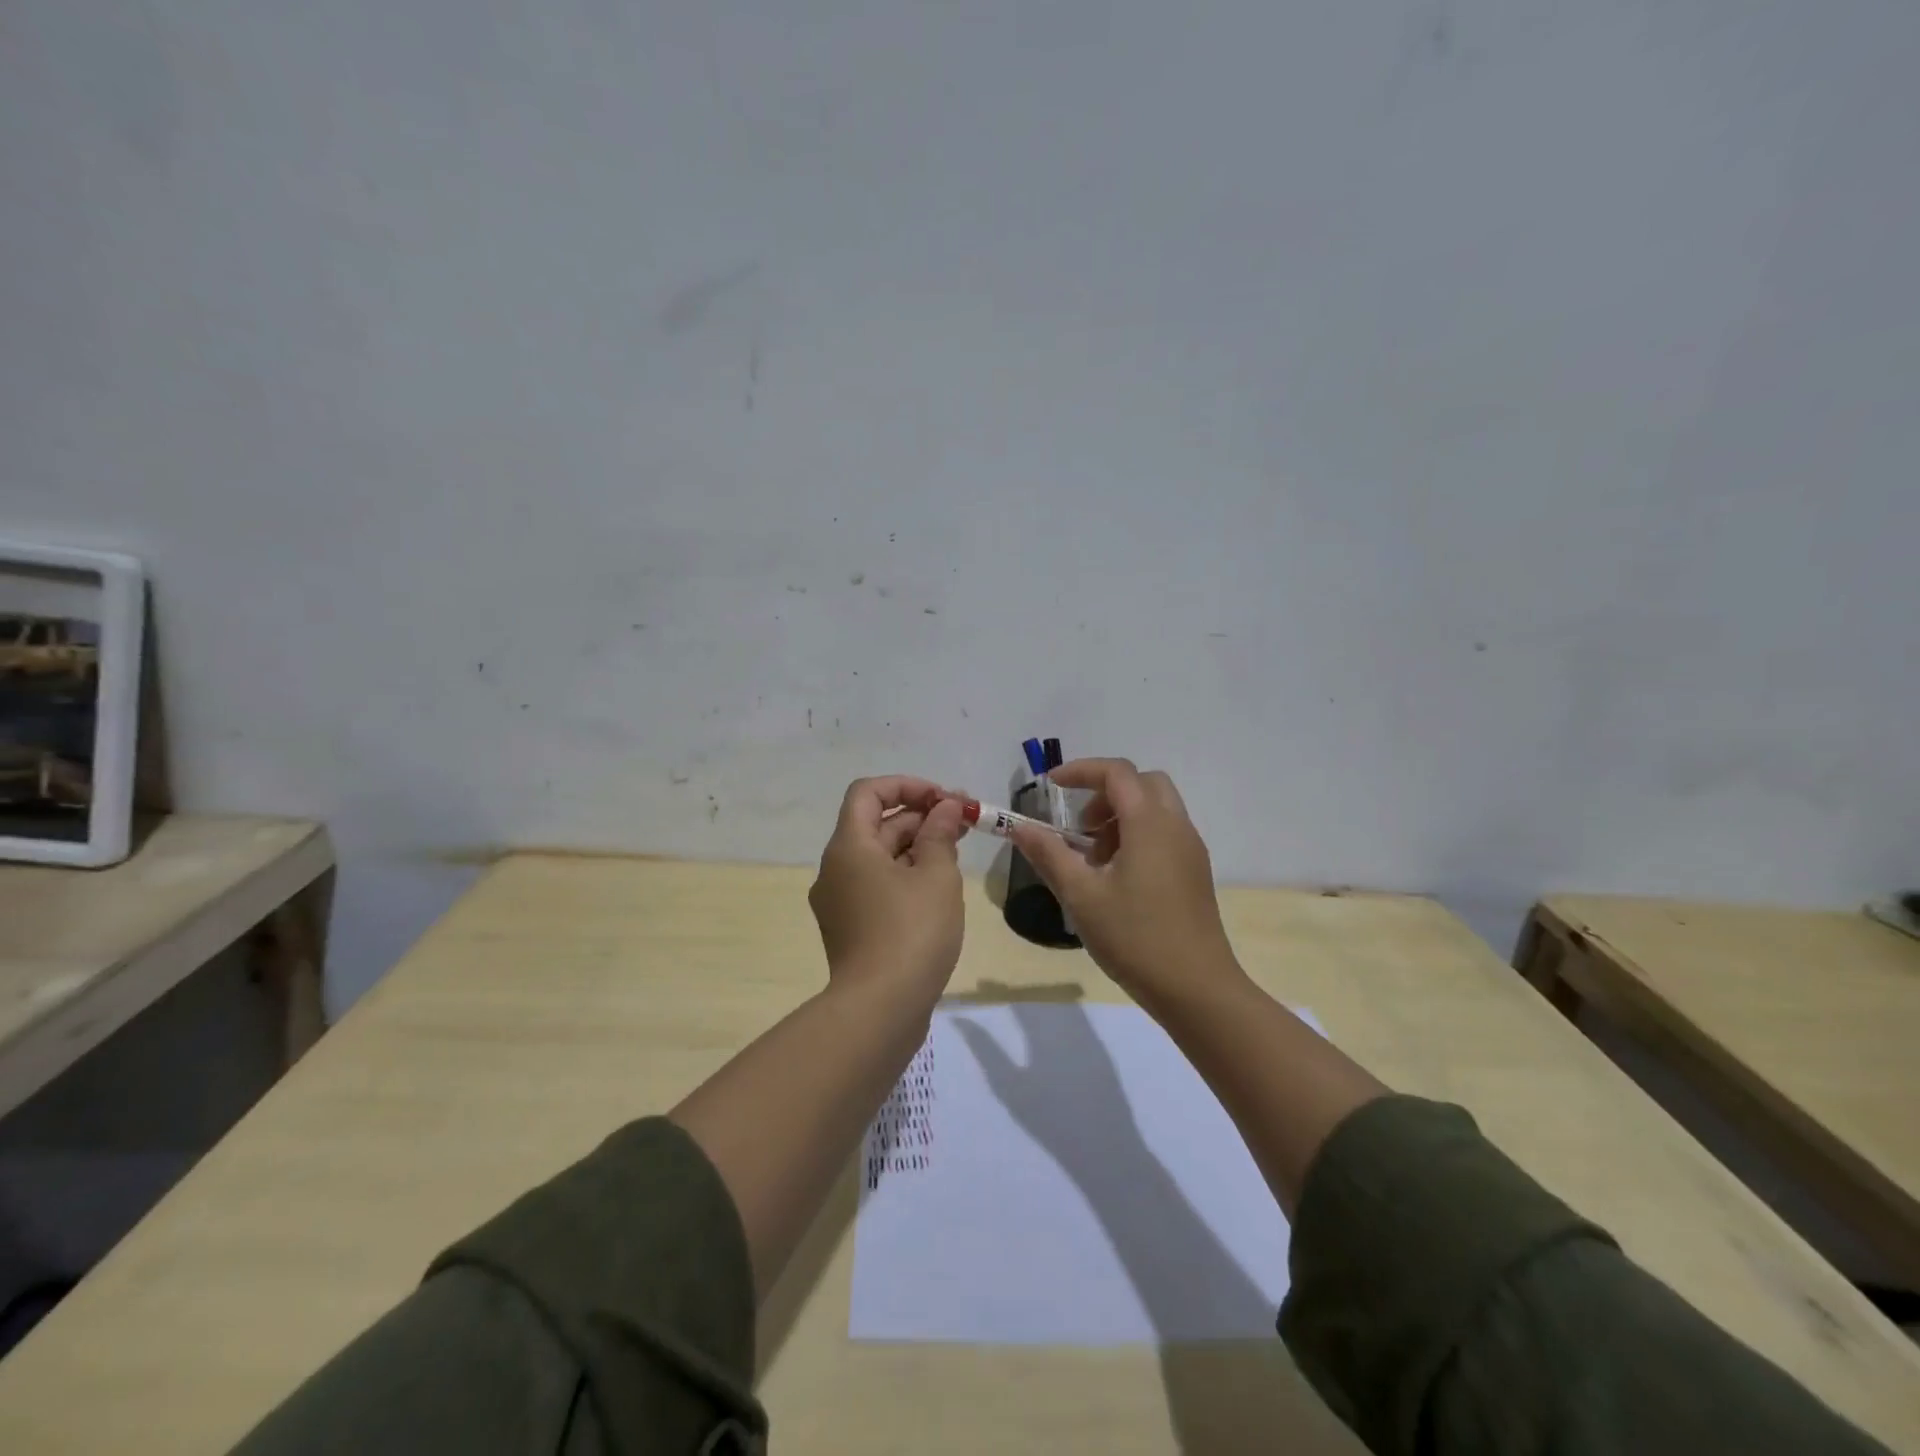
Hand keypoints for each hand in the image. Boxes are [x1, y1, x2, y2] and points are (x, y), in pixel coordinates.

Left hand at [809, 775, 968, 997]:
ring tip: (958, 850)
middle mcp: (835, 868)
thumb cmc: (911, 931)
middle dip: (921, 816)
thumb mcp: (936, 875)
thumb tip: (945, 808)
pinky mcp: (851, 928)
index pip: (868, 792)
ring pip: (879, 857)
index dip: (907, 785)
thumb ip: (941, 834)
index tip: (944, 800)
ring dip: (917, 845)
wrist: (880, 1010)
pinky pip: (877, 886)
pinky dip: (906, 875)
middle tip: (965, 822)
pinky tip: (939, 886)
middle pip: (876, 824)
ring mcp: (840, 901)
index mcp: (849, 847)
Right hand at [1010, 759, 1240, 1012]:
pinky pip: (1165, 832)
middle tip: (1079, 827)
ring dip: (1121, 816)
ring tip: (1094, 860)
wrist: (1196, 989)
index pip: (1116, 773)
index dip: (1081, 771)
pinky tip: (1117, 878)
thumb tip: (1020, 827)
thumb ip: (1049, 855)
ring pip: (1155, 808)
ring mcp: (1190, 849)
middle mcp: (1176, 826)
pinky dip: (1137, 835)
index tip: (1051, 786)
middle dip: (1105, 793)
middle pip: (1142, 783)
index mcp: (1150, 823)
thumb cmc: (1135, 938)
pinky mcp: (1195, 872)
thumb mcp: (1081, 896)